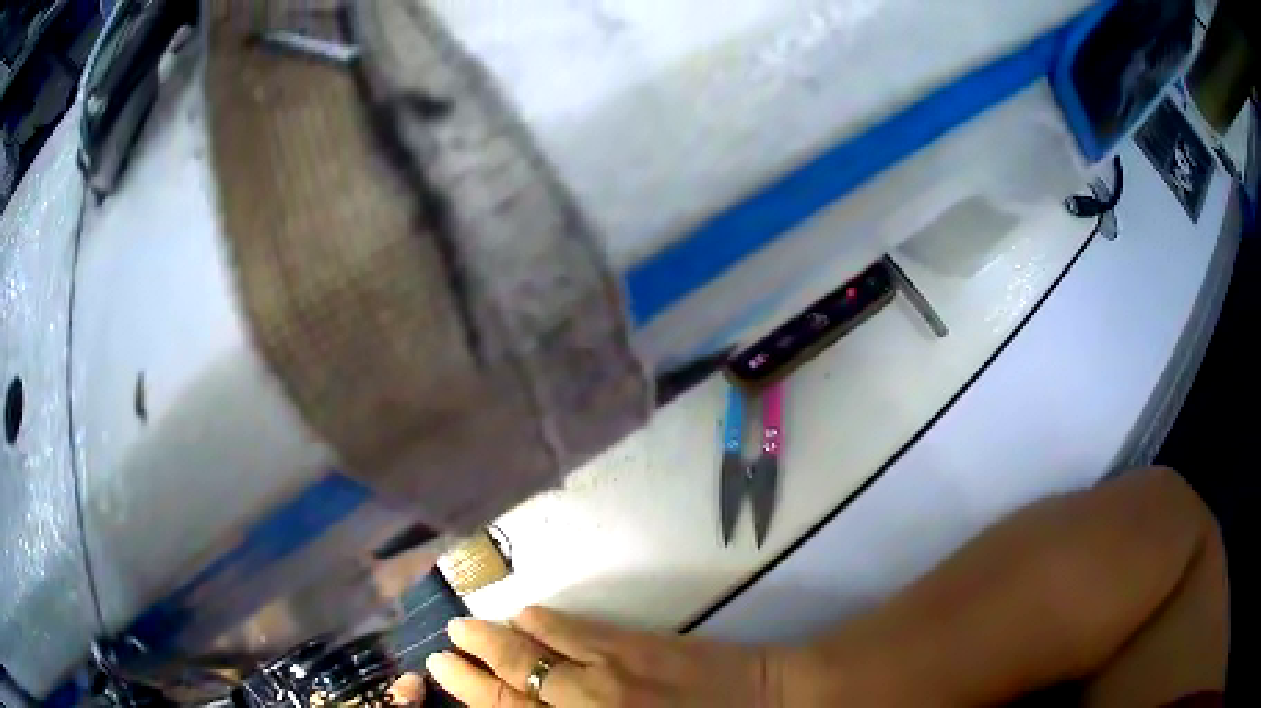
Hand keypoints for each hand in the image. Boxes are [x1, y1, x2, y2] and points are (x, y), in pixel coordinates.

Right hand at [406, 606, 801, 706]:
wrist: (767, 705)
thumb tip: (535, 703)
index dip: (470, 691)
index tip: (442, 670)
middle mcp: (586, 704)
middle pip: (512, 682)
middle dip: (471, 664)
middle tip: (444, 646)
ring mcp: (611, 670)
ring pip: (536, 652)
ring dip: (497, 638)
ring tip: (467, 626)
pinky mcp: (639, 643)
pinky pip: (578, 630)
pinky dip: (545, 622)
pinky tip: (527, 615)